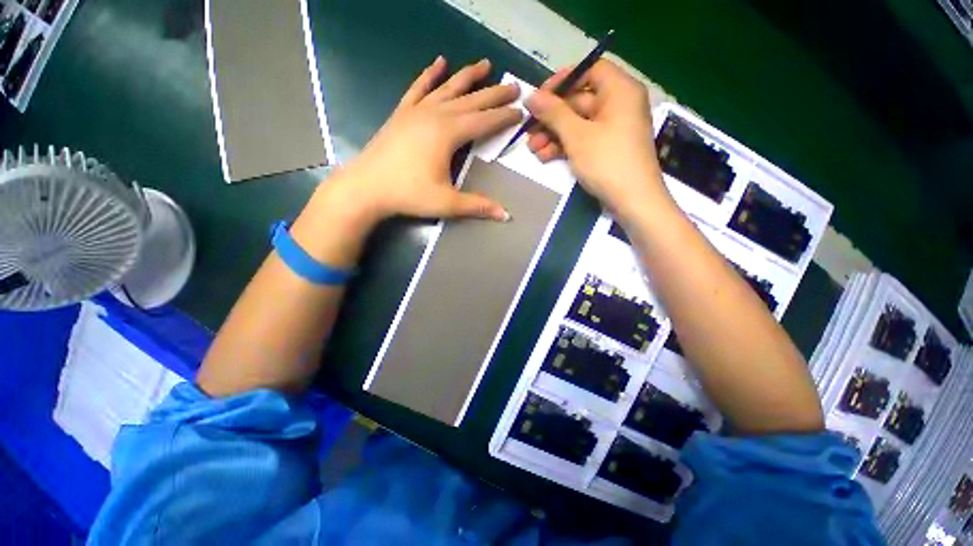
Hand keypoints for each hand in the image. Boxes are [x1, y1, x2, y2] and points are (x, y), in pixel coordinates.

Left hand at [332, 56, 521, 226]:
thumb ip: (477, 206)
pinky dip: (429, 75)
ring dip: (468, 76)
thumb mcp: (447, 203)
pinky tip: (439, 63)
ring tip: (485, 64)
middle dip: (495, 93)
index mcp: (448, 133)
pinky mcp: (402, 113)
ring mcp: (416, 111)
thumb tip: (506, 215)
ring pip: (448, 88)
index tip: (521, 111)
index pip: (484, 120)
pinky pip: (419, 88)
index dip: (504, 116)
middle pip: (471, 100)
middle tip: (514, 86)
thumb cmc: (408, 194)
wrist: (366, 187)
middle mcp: (435, 115)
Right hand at [525, 60, 663, 215]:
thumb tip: (530, 96)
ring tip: (532, 149)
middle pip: (579, 100)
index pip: (589, 69)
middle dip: (551, 117)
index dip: (562, 80)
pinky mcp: (606, 148)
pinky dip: (564, 146)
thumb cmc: (607, 162)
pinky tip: (545, 157)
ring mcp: (612, 128)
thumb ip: (553, 113)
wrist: (632, 201)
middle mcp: (618, 104)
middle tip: (528, 130)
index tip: (539, 96)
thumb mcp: (577, 136)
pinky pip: (583, 139)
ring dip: (553, 135)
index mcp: (619, 90)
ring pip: (577, 123)